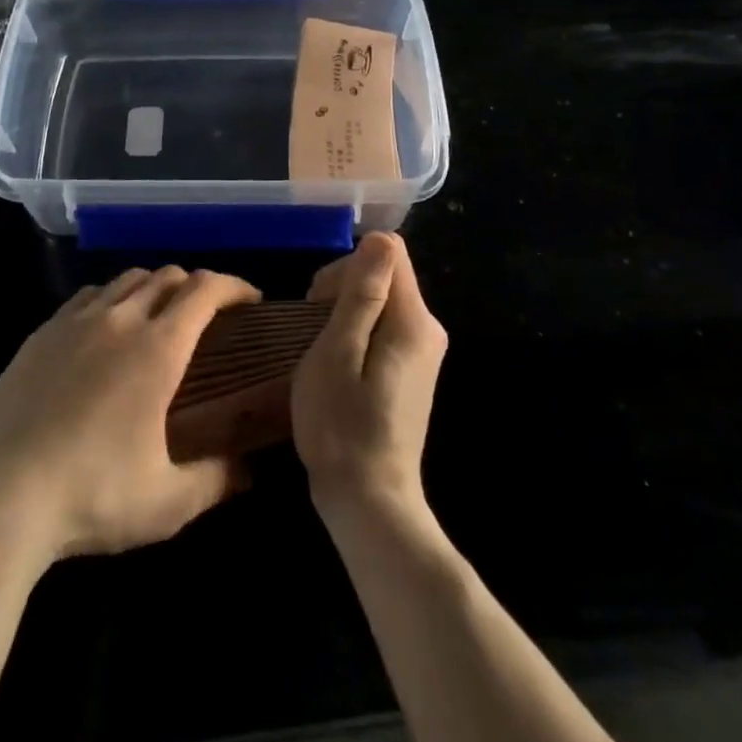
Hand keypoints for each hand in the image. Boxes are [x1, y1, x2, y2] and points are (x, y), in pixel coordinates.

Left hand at [0, 266, 258, 569]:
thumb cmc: (92, 495)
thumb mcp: (167, 503)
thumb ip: (216, 480)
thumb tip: (248, 470)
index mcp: (157, 348)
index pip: (205, 289)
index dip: (234, 286)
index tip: (251, 300)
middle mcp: (120, 319)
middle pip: (167, 276)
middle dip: (196, 286)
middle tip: (208, 316)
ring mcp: (75, 321)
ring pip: (126, 280)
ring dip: (154, 288)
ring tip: (159, 318)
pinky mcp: (41, 333)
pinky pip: (88, 296)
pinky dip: (112, 300)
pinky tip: (106, 330)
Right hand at [291, 233, 447, 521]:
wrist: (370, 502)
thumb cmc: (342, 426)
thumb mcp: (338, 352)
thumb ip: (362, 294)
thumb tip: (379, 239)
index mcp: (413, 320)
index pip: (387, 252)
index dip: (346, 267)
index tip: (318, 304)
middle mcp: (428, 328)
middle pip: (384, 274)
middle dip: (343, 290)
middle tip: (313, 335)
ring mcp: (423, 351)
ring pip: (381, 301)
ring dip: (346, 314)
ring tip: (323, 355)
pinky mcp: (412, 370)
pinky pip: (384, 327)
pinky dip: (356, 335)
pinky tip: (339, 369)